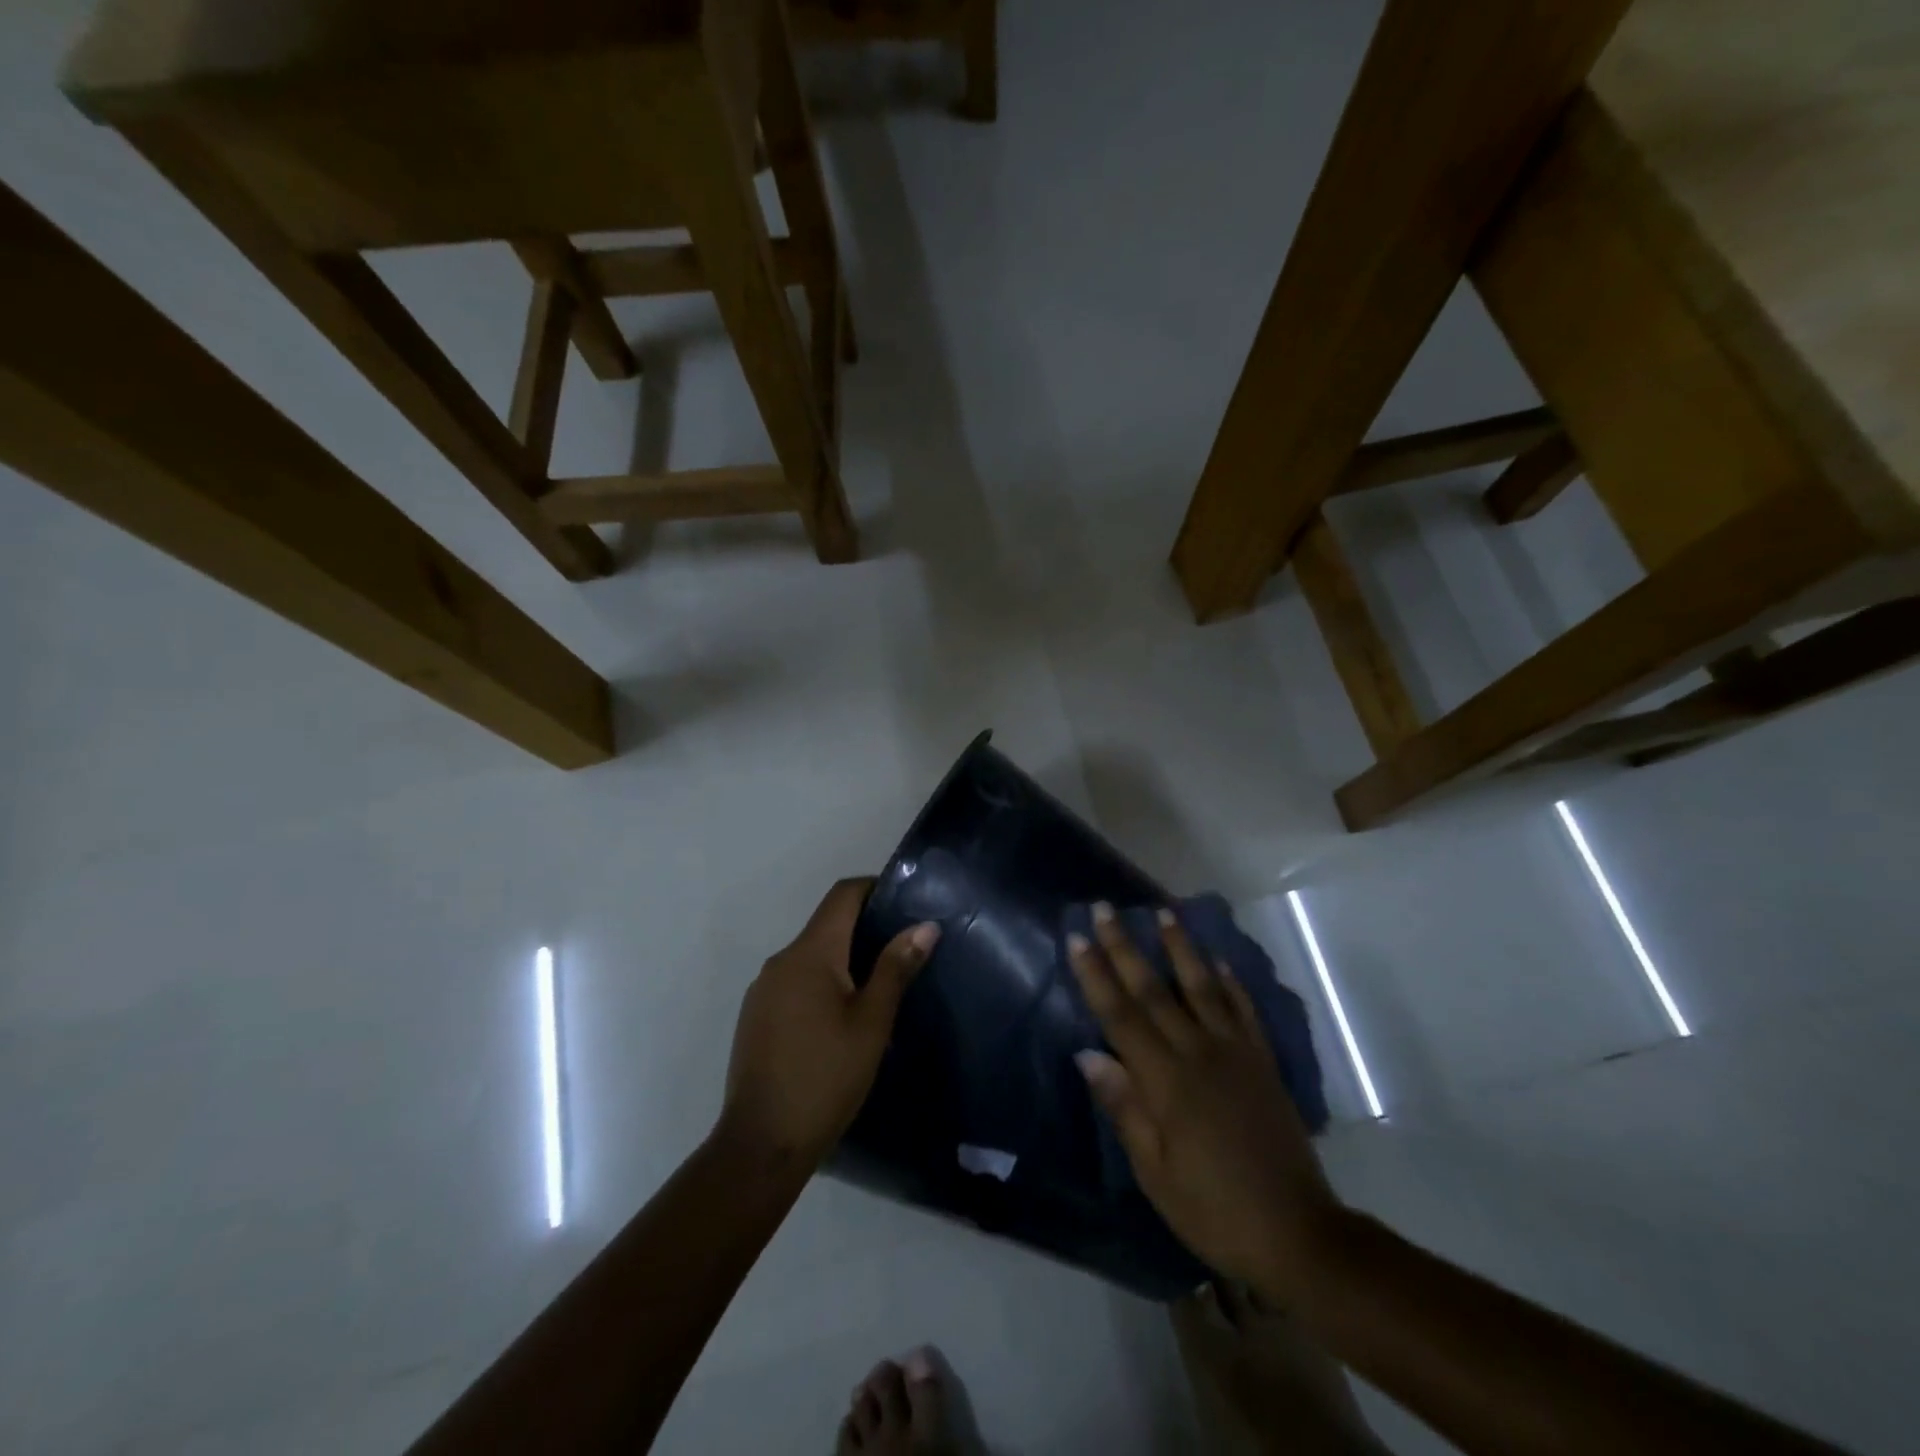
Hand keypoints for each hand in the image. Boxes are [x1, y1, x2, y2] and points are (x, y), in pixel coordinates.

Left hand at [719, 878, 939, 1169]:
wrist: (761, 1143)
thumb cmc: (826, 1077)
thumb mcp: (872, 1023)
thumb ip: (896, 968)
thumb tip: (925, 925)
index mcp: (810, 953)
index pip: (842, 895)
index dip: (874, 888)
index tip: (906, 902)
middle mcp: (781, 960)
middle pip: (827, 924)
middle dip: (864, 929)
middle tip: (903, 950)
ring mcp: (763, 989)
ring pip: (811, 956)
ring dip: (843, 960)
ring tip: (878, 987)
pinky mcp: (755, 1016)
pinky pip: (795, 982)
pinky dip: (821, 984)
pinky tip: (840, 1019)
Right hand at [1069, 903, 1345, 1302]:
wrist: (1297, 1233)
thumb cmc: (1213, 1209)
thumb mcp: (1155, 1172)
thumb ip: (1124, 1107)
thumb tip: (1088, 1053)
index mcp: (1166, 1081)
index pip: (1120, 1015)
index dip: (1096, 974)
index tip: (1077, 938)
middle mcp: (1198, 1054)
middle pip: (1153, 990)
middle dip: (1125, 947)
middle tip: (1105, 908)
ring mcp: (1235, 1053)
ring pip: (1201, 987)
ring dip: (1180, 948)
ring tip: (1163, 913)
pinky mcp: (1263, 1062)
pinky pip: (1244, 1011)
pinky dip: (1230, 982)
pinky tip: (1219, 961)